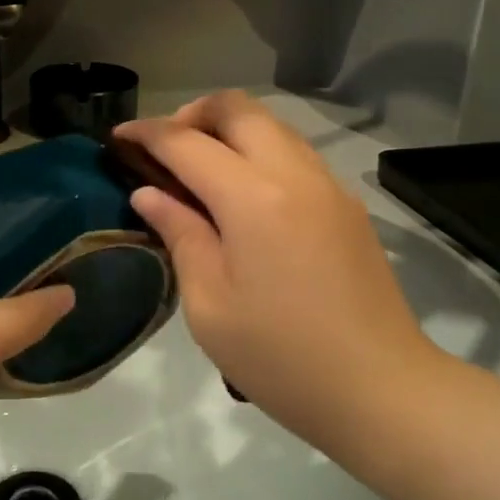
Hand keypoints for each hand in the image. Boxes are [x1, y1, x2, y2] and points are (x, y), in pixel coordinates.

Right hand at [115, 92, 444, 451]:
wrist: (382, 391)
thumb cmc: (281, 358)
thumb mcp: (210, 306)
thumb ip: (180, 236)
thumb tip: (150, 194)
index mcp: (253, 198)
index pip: (187, 142)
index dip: (147, 133)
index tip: (117, 139)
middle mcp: (294, 174)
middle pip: (238, 108)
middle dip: (192, 114)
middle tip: (163, 151)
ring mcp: (328, 186)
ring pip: (271, 125)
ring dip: (228, 131)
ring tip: (198, 172)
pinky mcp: (346, 206)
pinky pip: (294, 154)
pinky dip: (258, 153)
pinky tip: (241, 198)